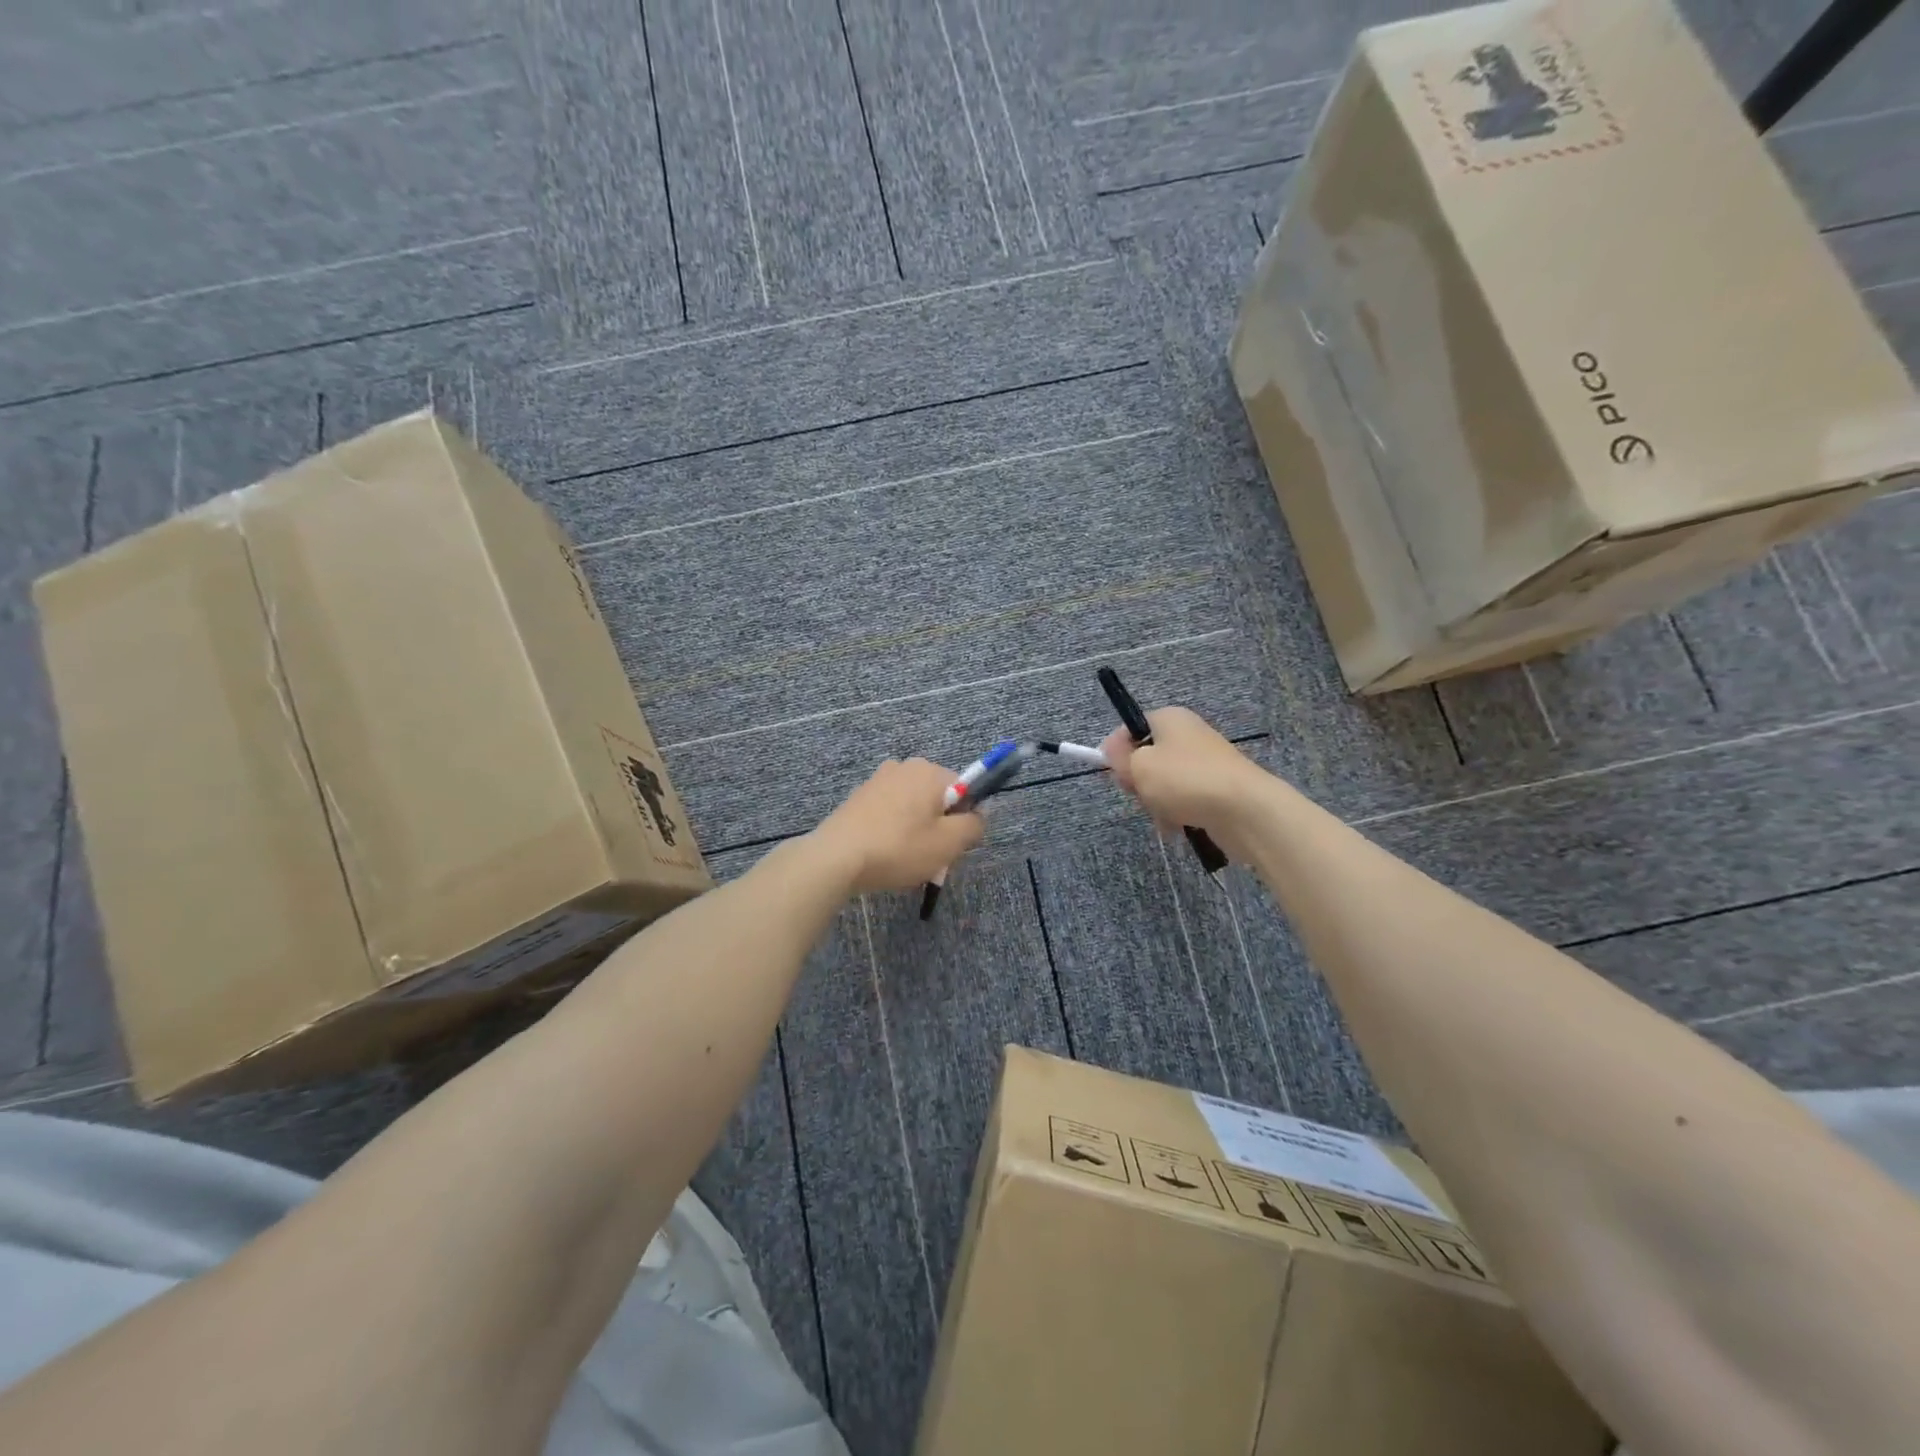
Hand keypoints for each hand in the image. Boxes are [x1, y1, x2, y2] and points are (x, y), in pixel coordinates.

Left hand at [810, 758, 985, 893]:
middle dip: (939, 826)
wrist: (836, 858)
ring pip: (913, 808)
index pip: (964, 790)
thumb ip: (973, 825)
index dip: (963, 820)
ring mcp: (877, 780)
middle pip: (937, 798)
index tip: (952, 845)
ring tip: (905, 861)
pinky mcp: (858, 798)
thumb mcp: (948, 843)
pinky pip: (890, 813)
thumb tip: (979, 815)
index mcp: (929, 770)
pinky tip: (885, 855)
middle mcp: (903, 766)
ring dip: (916, 831)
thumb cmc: (899, 848)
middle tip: (931, 857)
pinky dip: (893, 831)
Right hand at [1099, 707, 1266, 846]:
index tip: (1113, 774)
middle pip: (1146, 757)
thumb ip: (1119, 757)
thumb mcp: (1139, 766)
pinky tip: (1178, 824)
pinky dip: (1176, 812)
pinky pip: (1184, 798)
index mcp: (1169, 718)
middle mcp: (1188, 734)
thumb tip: (1109, 748)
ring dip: (1156, 801)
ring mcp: (1205, 761)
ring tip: (1164, 813)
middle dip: (1138, 780)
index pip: (1129, 729)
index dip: (1115, 751)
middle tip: (1140, 793)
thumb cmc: (1185, 780)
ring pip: (1163, 782)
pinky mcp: (1217, 788)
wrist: (1245, 810)